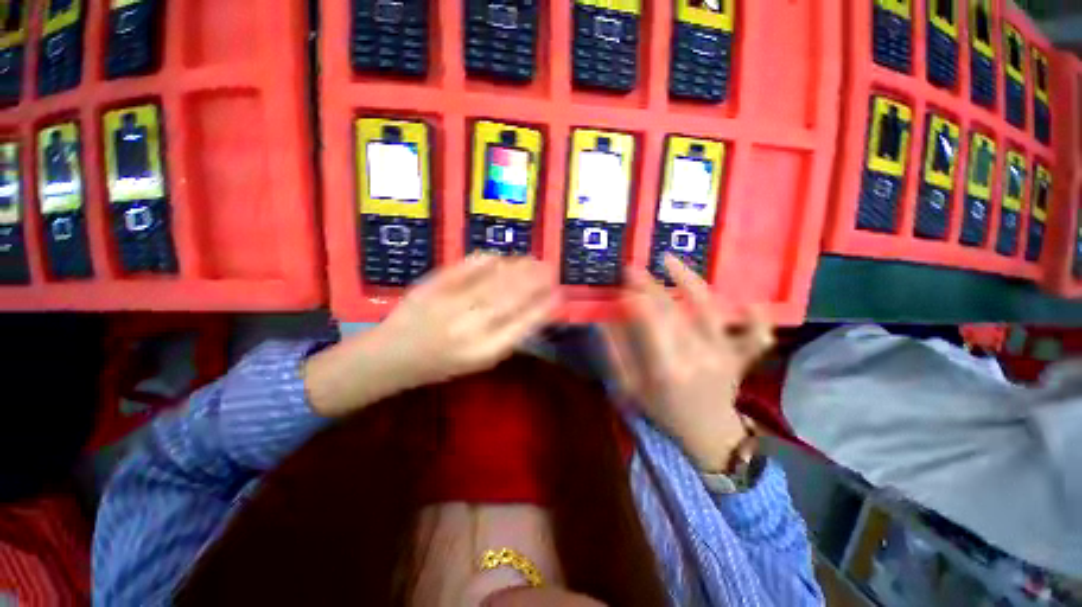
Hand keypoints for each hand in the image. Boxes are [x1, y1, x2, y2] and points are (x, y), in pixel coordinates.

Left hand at [305, 254, 558, 417]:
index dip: (544, 306)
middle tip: (551, 268)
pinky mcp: (433, 286)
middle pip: (512, 297)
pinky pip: (468, 267)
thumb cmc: (440, 365)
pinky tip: (502, 257)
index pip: (524, 324)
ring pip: (494, 280)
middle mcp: (470, 327)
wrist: (390, 357)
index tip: (559, 292)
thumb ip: (508, 336)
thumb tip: (535, 308)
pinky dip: (489, 259)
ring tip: (534, 260)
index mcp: (484, 351)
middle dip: (537, 280)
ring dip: (519, 267)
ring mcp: (451, 303)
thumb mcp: (479, 360)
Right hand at [602, 255, 774, 472]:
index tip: (622, 280)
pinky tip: (747, 300)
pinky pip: (755, 334)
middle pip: (672, 309)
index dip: (635, 295)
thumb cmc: (662, 411)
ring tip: (668, 260)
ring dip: (688, 280)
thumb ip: (616, 353)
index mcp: (666, 367)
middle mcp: (698, 356)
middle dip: (650, 285)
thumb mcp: (629, 388)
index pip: (649, 320)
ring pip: (707, 308)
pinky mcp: (740, 356)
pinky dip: (755, 317)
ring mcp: (724, 354)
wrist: (708, 436)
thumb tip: (605, 319)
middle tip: (634, 269)